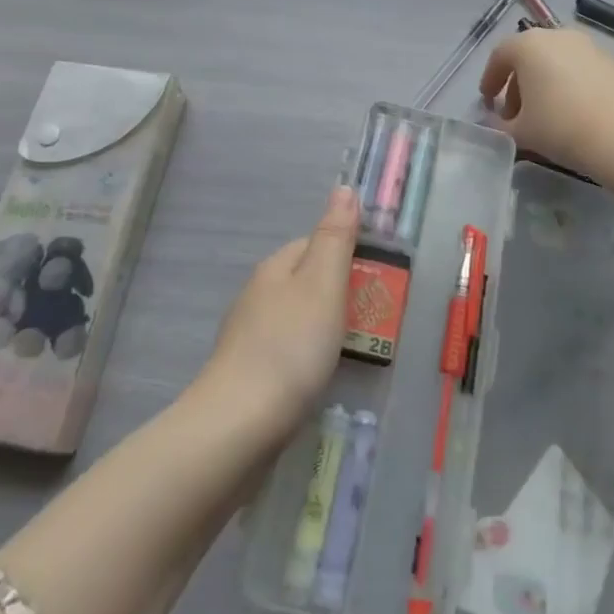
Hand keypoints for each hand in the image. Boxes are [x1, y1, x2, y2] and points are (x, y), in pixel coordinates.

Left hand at [200, 185, 359, 438]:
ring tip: (352, 350)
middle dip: (337, 294)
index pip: (313, 244)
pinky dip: (306, 357)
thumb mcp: (323, 284)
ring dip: (323, 327)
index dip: (346, 254)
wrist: (238, 426)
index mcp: (274, 268)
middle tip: (373, 318)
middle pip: (305, 282)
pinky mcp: (246, 374)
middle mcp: (256, 295)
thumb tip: (344, 188)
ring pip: (295, 318)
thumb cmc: (290, 347)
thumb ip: (335, 237)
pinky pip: (285, 352)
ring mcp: (247, 337)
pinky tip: (318, 377)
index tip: (376, 278)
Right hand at [479, 27, 613, 178]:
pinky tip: (572, 114)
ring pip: (556, 63)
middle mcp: (558, 36)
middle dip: (517, 86)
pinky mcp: (613, 61)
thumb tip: (496, 123)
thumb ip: (501, 126)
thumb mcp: (521, 132)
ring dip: (544, 85)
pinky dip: (568, 86)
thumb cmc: (562, 127)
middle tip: (514, 115)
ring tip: (544, 118)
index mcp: (529, 45)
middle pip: (529, 57)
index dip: (490, 79)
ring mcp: (589, 46)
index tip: (487, 101)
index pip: (499, 56)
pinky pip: (579, 70)